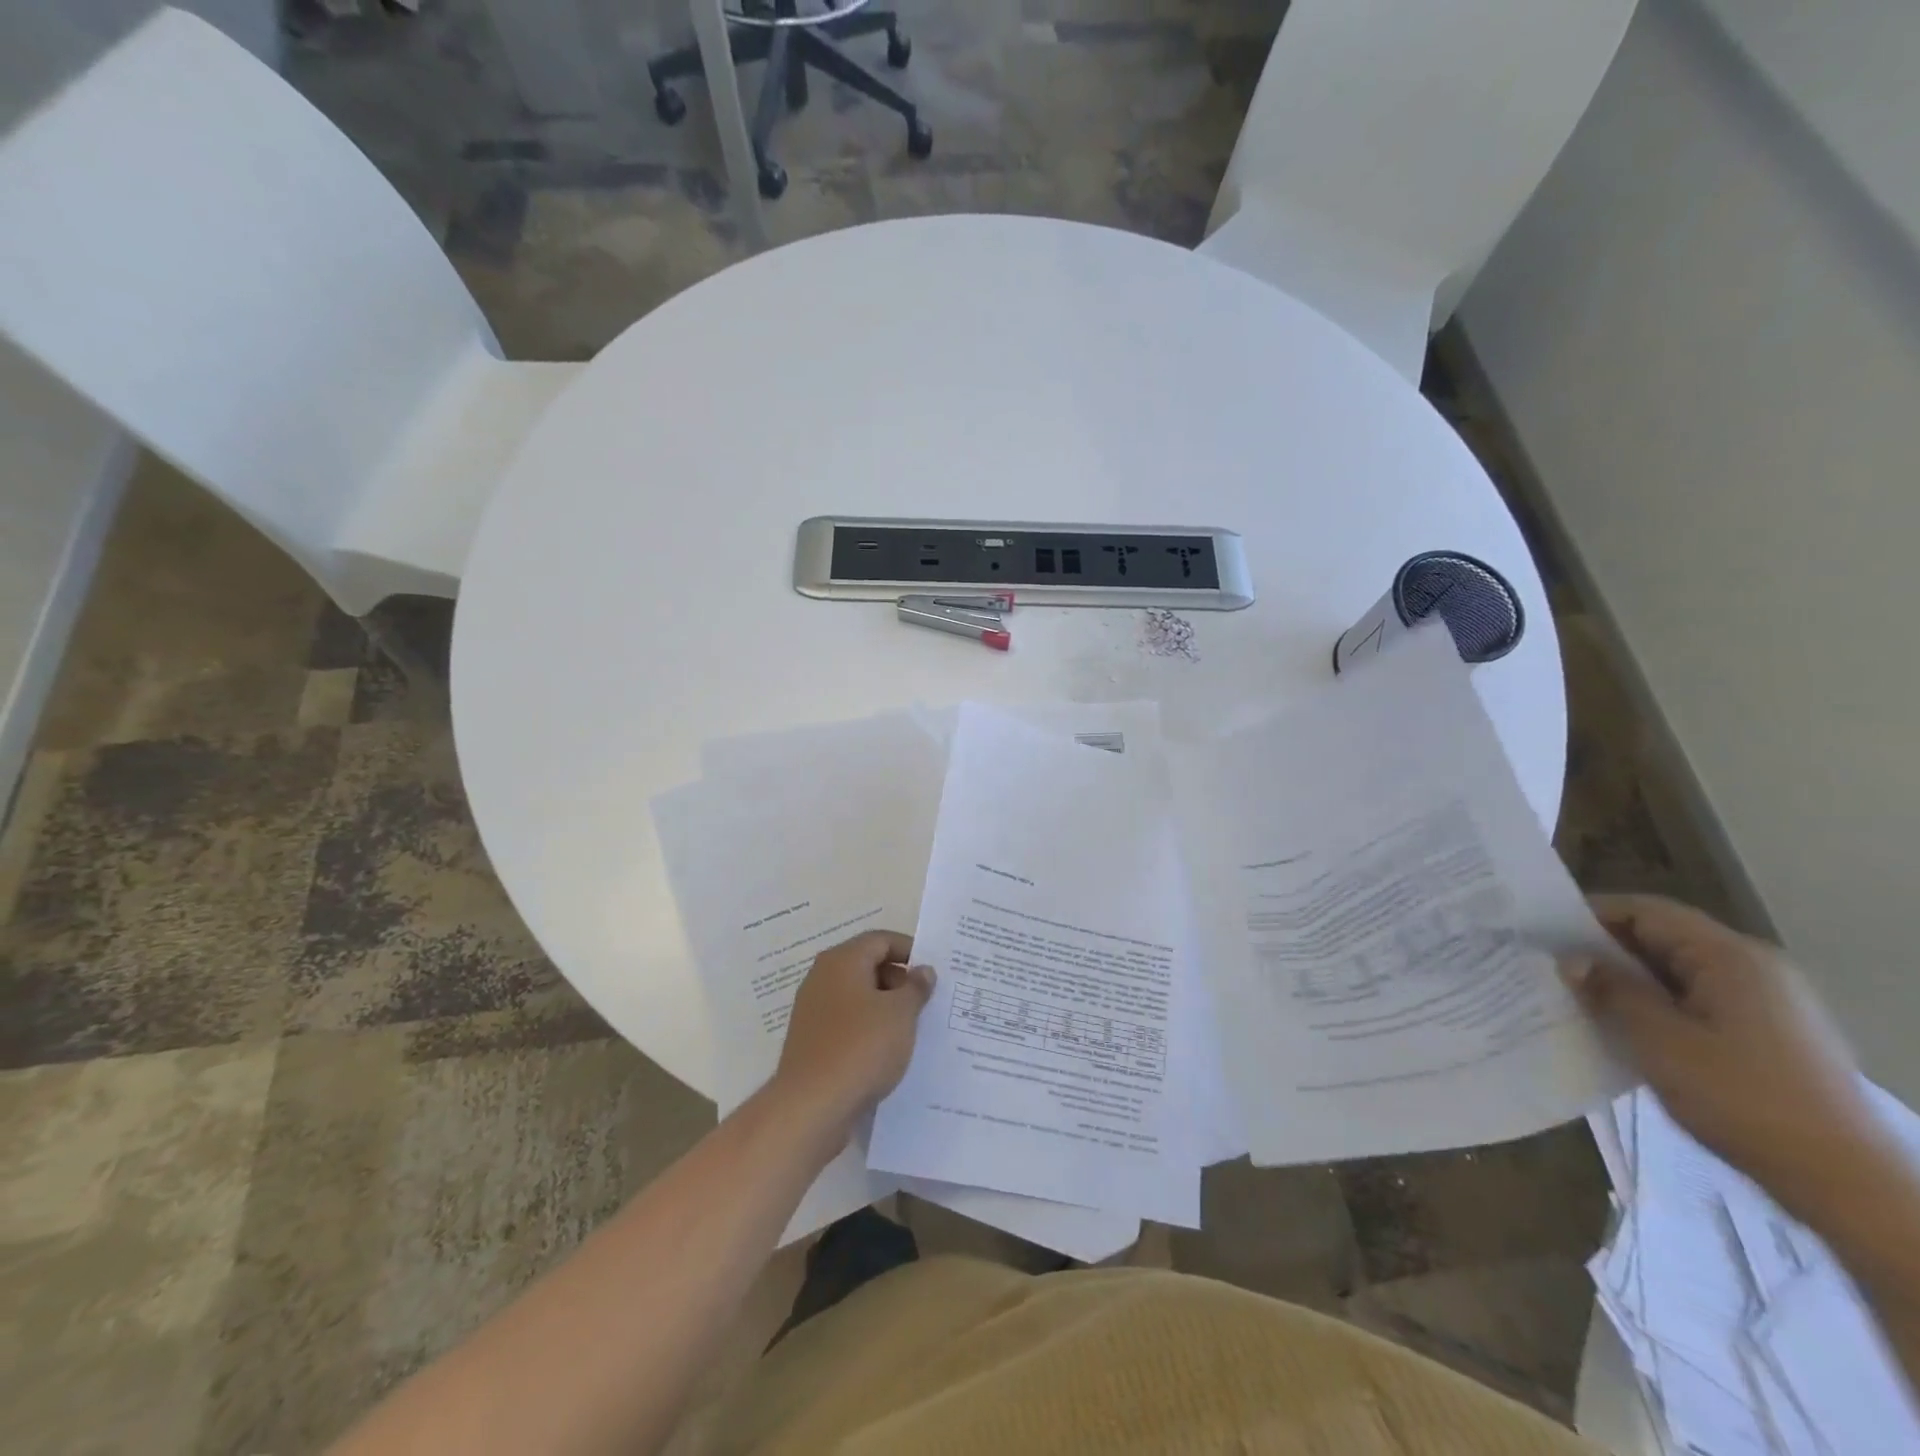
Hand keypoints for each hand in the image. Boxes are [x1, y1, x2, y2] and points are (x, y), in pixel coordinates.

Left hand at [772, 930, 934, 1135]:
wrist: (811, 1106)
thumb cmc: (861, 1047)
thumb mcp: (901, 1013)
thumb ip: (916, 987)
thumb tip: (923, 971)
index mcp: (842, 960)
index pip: (881, 940)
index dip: (909, 950)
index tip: (932, 971)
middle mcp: (822, 977)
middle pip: (867, 965)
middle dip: (899, 980)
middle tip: (926, 1002)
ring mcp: (813, 1010)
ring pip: (857, 996)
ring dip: (885, 1007)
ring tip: (911, 1028)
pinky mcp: (811, 1040)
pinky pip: (847, 1022)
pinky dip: (868, 1028)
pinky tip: (887, 1051)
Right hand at [1566, 893, 1884, 1221]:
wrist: (1843, 1181)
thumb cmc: (1740, 1097)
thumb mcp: (1658, 1041)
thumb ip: (1611, 991)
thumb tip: (1571, 959)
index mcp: (1729, 956)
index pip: (1646, 911)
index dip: (1590, 914)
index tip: (1542, 932)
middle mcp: (1754, 967)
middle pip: (1664, 938)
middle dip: (1606, 950)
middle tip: (1553, 967)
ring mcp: (1770, 1002)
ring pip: (1679, 972)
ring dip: (1630, 981)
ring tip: (1582, 999)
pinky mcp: (1772, 1033)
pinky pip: (1700, 1000)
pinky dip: (1659, 1004)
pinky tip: (1630, 1030)